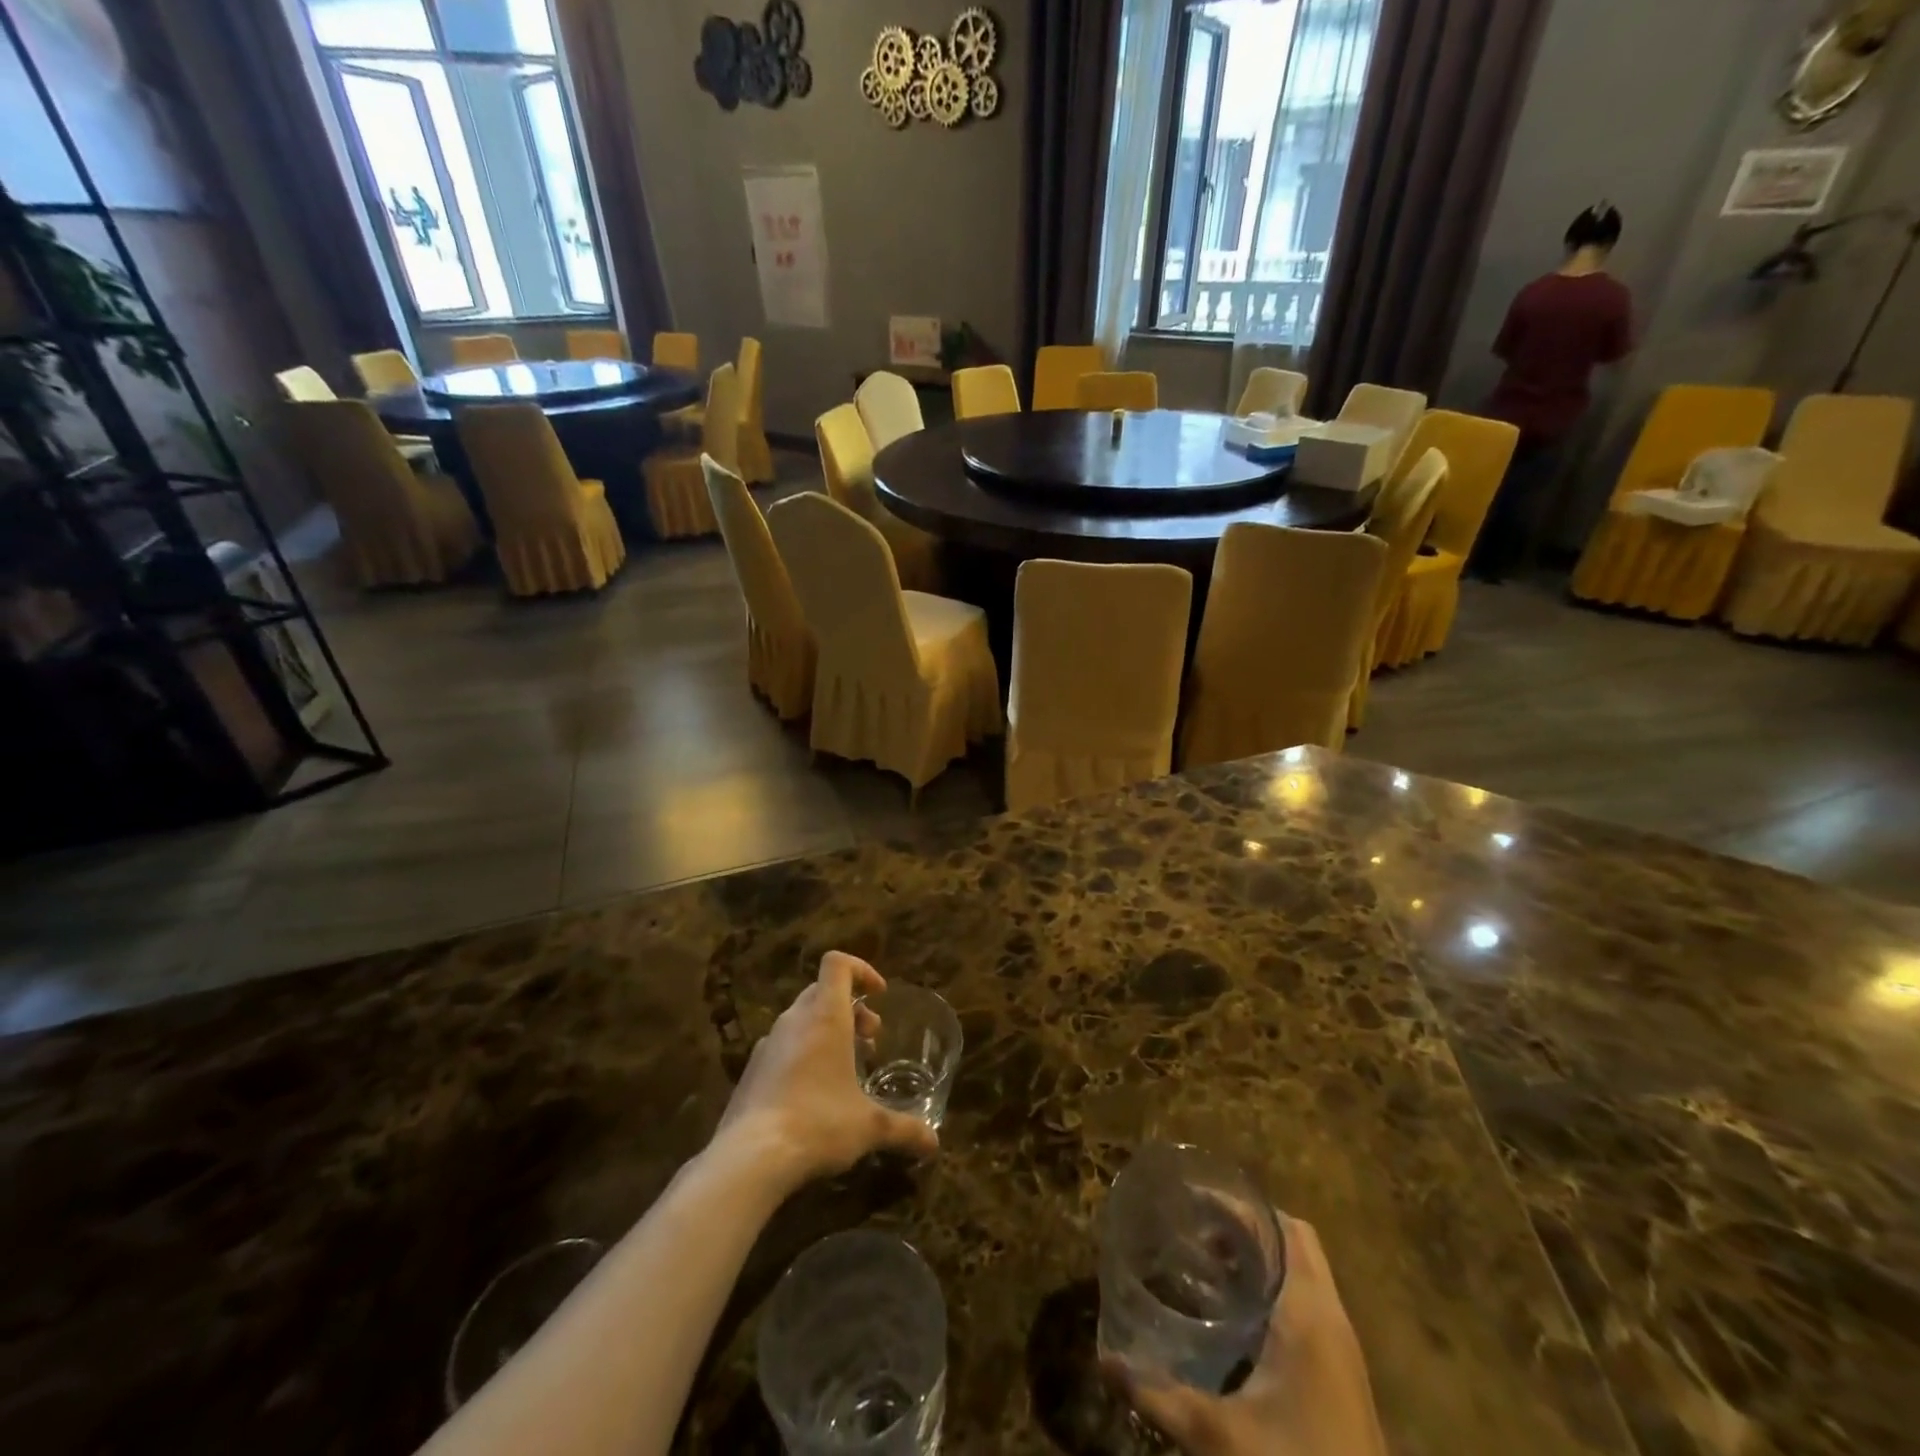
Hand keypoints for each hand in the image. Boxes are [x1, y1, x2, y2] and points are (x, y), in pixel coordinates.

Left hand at [717, 952, 939, 1190]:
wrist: (749, 1158)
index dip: (861, 969)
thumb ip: (904, 1130)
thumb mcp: (869, 1127)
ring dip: (827, 1031)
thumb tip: (935, 1144)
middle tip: (870, 1039)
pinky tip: (813, 1095)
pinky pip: (782, 1047)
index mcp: (825, 1016)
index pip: (837, 964)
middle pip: (822, 991)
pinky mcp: (751, 1072)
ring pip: (801, 1019)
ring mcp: (767, 1045)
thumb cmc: (818, 1124)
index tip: (880, 995)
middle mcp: (794, 1021)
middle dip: (850, 1008)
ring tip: (846, 1069)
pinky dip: (803, 1055)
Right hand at [1105, 1218, 1385, 1455]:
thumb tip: (1105, 1361)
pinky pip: (1308, 1304)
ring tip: (1209, 1266)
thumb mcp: (1218, 1437)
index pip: (1283, 1228)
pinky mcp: (1343, 1374)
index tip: (1194, 1202)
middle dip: (1247, 1228)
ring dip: (1262, 1259)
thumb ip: (1159, 1396)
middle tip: (1197, 1233)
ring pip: (1304, 1273)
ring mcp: (1343, 1348)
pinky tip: (1238, 1319)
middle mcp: (1331, 1317)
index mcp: (1308, 1312)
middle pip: (1294, 1241)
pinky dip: (1275, 1291)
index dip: (1240, 1208)